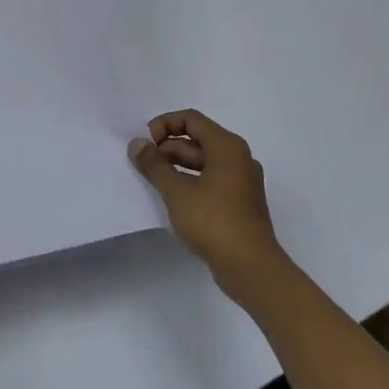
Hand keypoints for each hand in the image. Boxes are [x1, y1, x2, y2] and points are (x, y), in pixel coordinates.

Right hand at [129, 110, 286, 303]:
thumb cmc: (214, 222)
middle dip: (168, 148)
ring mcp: (242, 181)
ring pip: (204, 162)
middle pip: (198, 140)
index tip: (145, 143)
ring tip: (153, 181)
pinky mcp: (241, 203)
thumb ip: (154, 165)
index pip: (191, 119)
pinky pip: (212, 180)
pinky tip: (173, 199)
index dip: (164, 125)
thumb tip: (137, 144)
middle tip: (144, 164)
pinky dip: (191, 182)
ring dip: (177, 166)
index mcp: (227, 146)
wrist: (251, 268)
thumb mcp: (176, 191)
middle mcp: (239, 158)